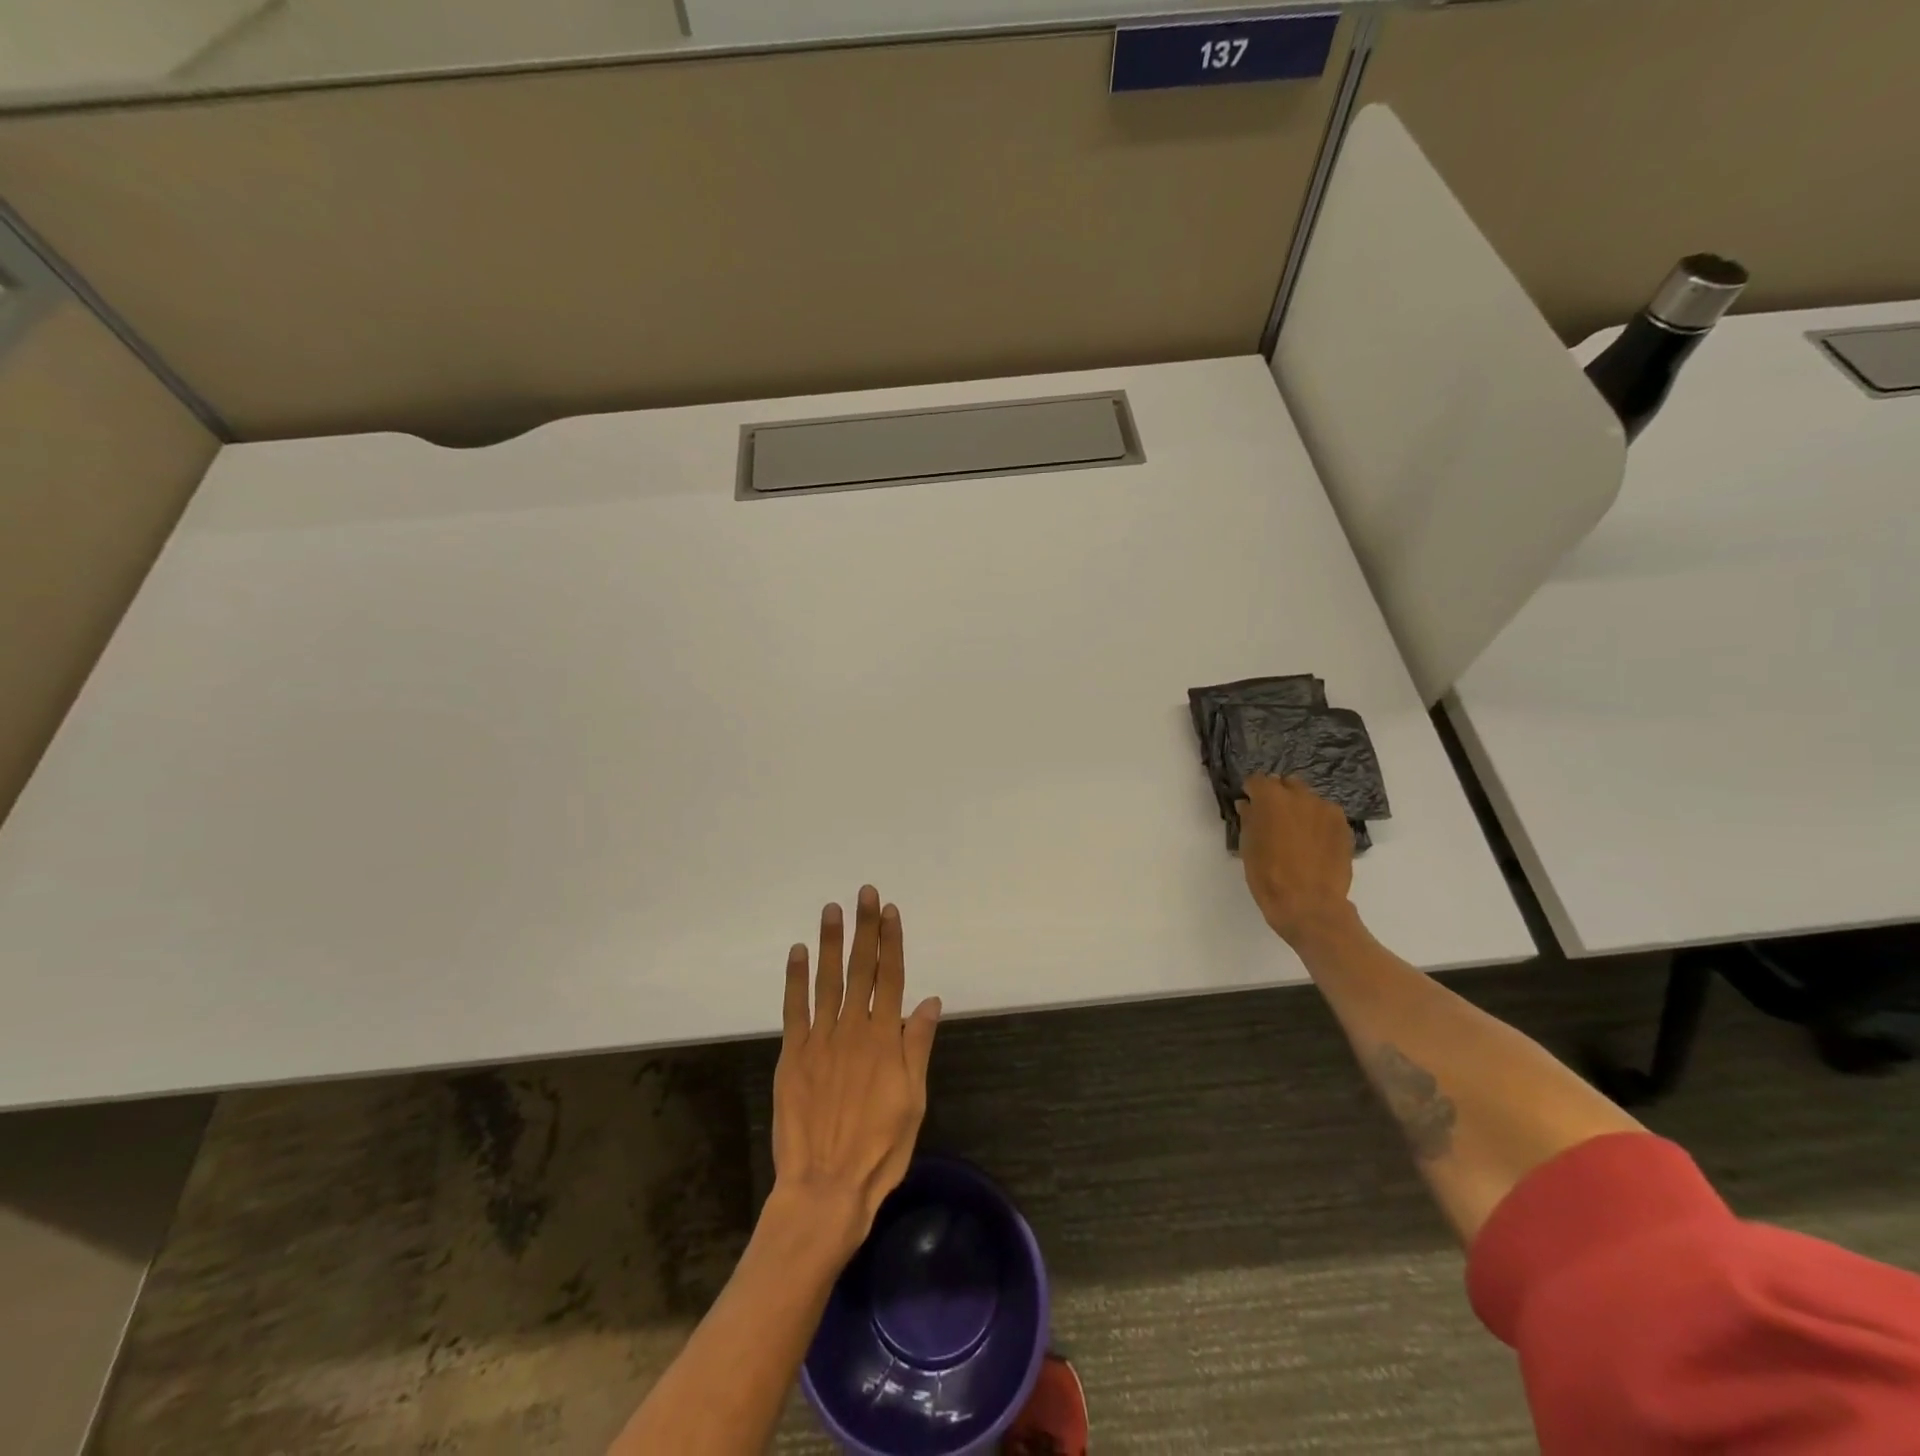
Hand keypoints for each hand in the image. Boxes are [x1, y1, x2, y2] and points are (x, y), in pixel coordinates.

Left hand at [771, 886, 941, 1255]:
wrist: (825, 1187)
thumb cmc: (879, 1149)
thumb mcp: (913, 1100)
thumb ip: (917, 1046)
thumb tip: (929, 1000)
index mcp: (885, 1039)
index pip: (891, 977)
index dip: (891, 942)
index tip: (890, 911)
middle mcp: (853, 1029)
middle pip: (861, 969)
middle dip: (864, 929)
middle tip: (864, 893)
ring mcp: (820, 1040)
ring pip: (827, 980)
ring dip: (830, 943)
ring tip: (832, 910)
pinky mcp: (793, 1055)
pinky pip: (794, 1008)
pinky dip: (796, 978)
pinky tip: (797, 952)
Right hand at [1239, 775, 1357, 946]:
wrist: (1309, 905)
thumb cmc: (1268, 876)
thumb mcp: (1248, 847)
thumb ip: (1249, 819)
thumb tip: (1248, 805)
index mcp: (1271, 798)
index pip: (1257, 781)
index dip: (1251, 792)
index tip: (1249, 806)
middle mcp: (1301, 796)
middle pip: (1287, 784)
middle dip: (1278, 795)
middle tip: (1272, 819)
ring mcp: (1326, 810)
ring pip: (1309, 799)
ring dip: (1299, 808)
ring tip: (1295, 833)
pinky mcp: (1344, 827)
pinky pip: (1326, 815)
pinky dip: (1317, 822)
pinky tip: (1313, 844)